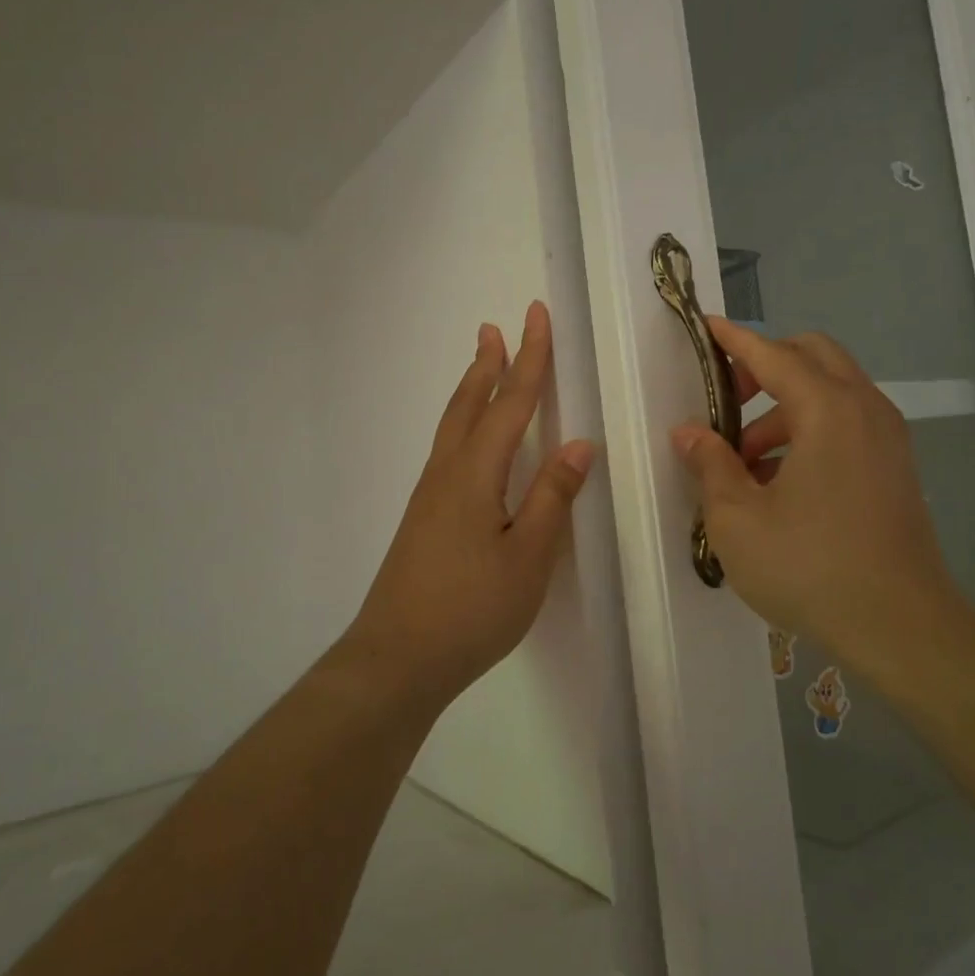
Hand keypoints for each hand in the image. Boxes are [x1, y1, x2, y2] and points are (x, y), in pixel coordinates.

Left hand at [343, 302, 596, 706]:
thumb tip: (577, 444)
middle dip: (489, 364)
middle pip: (470, 405)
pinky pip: (448, 449)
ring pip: (453, 425)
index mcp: (475, 475)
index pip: (510, 404)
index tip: (536, 317)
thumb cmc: (471, 609)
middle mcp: (447, 474)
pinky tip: (470, 440)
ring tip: (483, 365)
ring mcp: (429, 496)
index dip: (529, 360)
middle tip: (496, 327)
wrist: (397, 658)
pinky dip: (463, 422)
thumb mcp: (528, 558)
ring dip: (471, 389)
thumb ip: (552, 498)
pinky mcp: (423, 518)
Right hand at [671, 319, 965, 663]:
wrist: (902, 627)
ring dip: (785, 406)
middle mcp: (865, 410)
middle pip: (814, 356)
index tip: (706, 327)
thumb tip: (689, 432)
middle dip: (766, 364)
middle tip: (728, 397)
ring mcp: (888, 438)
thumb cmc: (810, 568)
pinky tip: (779, 481)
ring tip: (744, 459)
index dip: (735, 339)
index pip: (774, 354)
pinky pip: (848, 423)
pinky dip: (811, 429)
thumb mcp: (738, 519)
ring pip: (832, 391)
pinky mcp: (896, 467)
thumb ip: (711, 465)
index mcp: (828, 411)